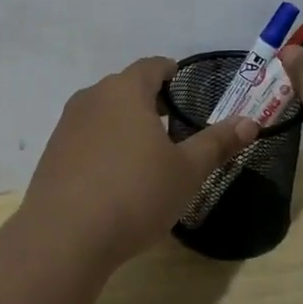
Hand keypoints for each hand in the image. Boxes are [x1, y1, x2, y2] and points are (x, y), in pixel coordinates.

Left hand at [21, 57, 257, 265]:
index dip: (169, 71)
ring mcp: (67, 125)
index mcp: (125, 91)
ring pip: (103, 112)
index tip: (181, 82)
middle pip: (124, 87)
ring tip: (145, 149)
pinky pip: (86, 137)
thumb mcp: (187, 171)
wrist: (64, 236)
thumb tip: (250, 122)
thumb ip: (217, 143)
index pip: (151, 66)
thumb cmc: (135, 194)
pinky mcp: (52, 153)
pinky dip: (103, 144)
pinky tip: (115, 174)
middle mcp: (92, 98)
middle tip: (171, 120)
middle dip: (148, 99)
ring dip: (124, 122)